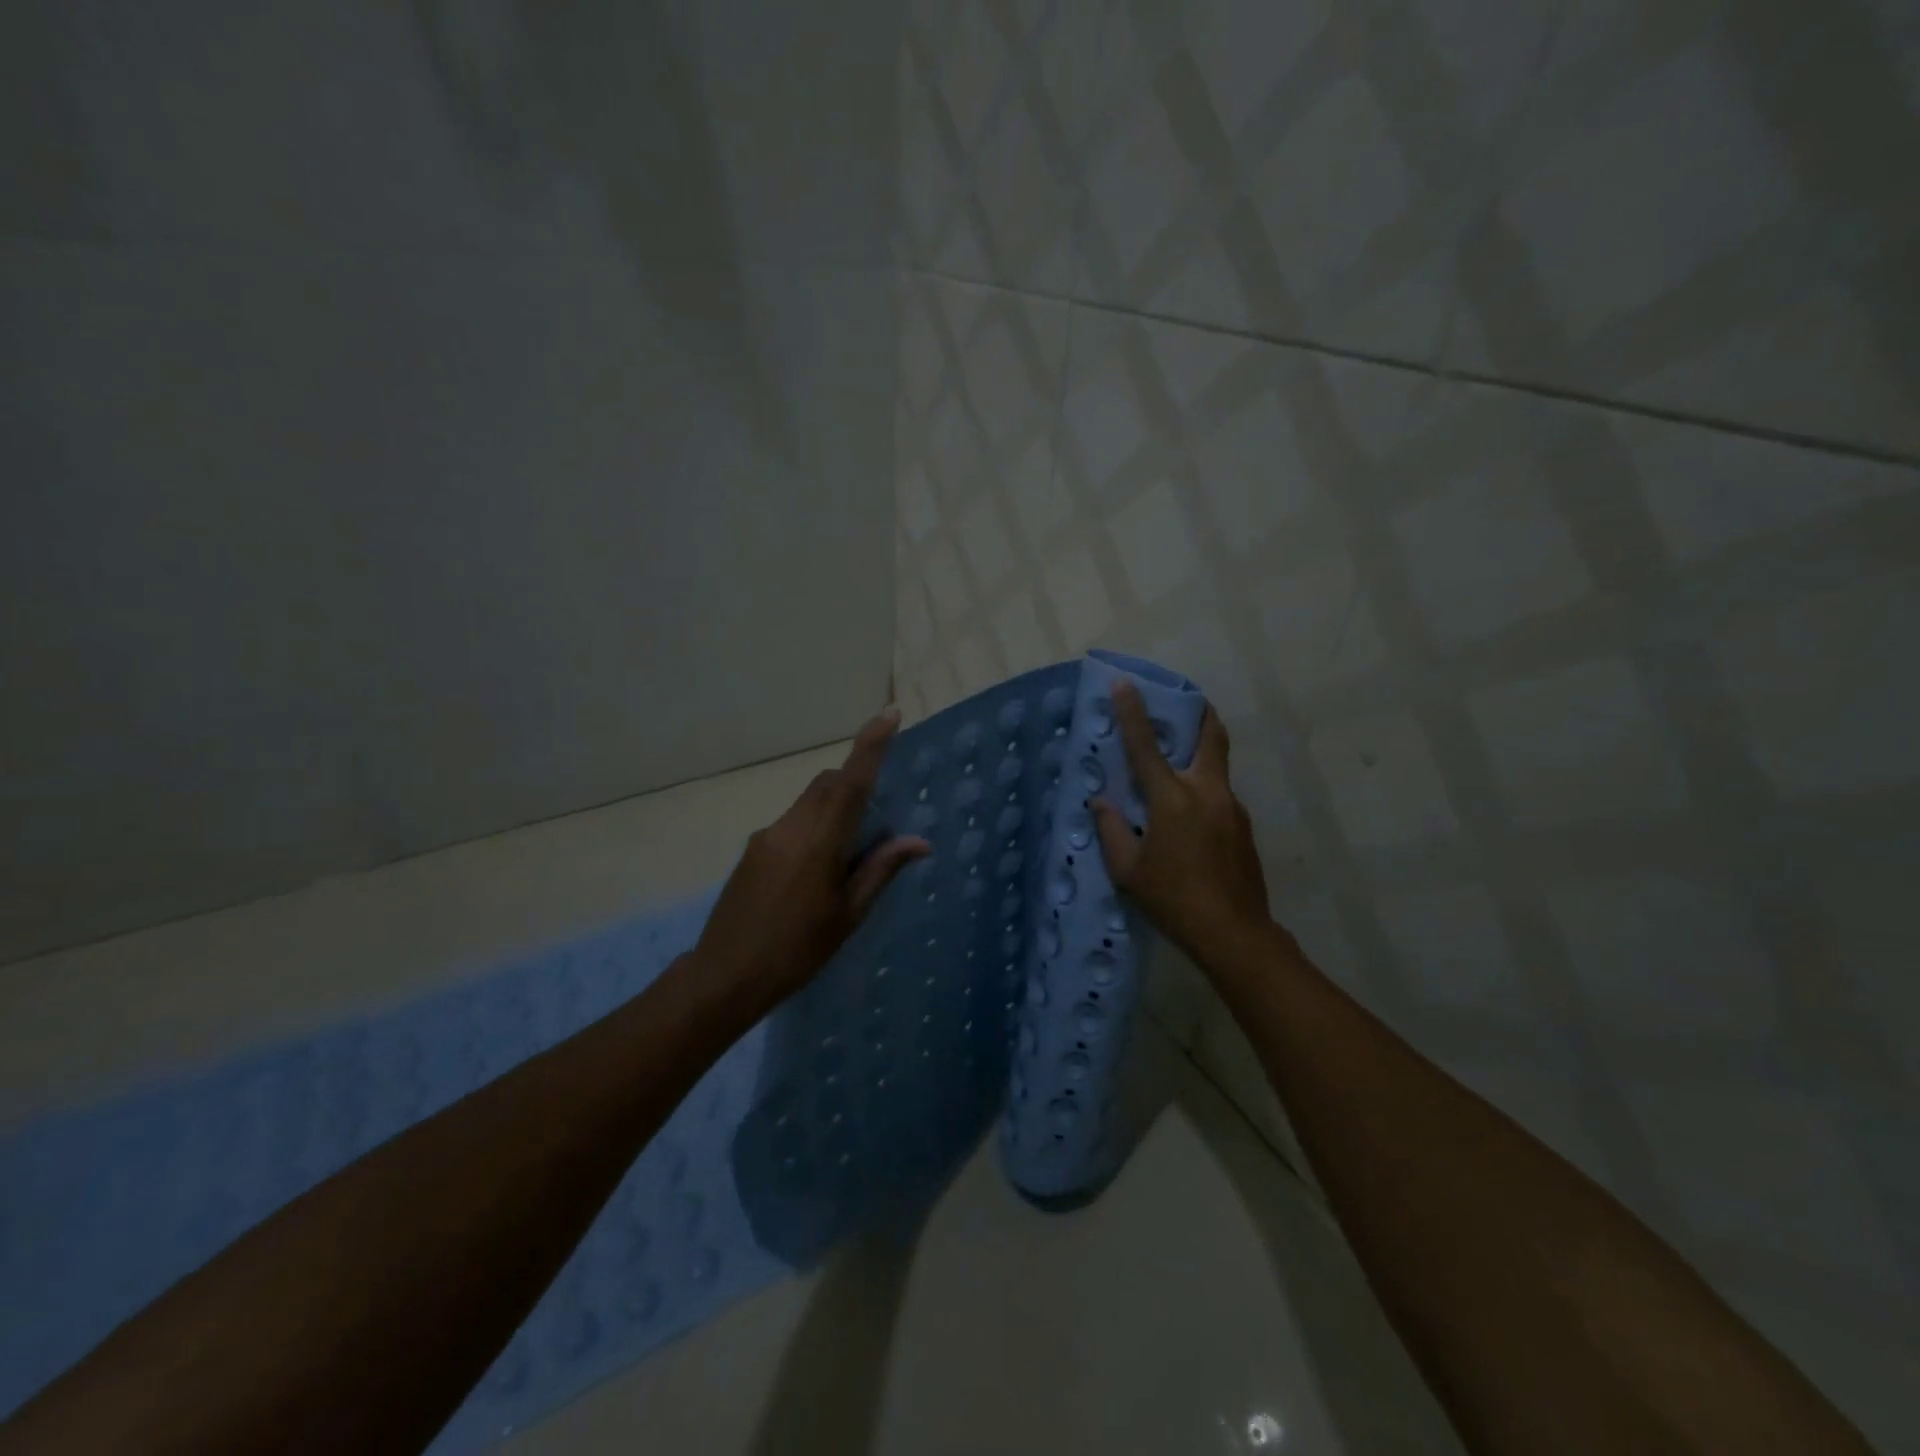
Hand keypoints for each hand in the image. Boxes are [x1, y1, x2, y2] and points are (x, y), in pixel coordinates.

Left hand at [692, 708, 929, 1009]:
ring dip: (834, 807)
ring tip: (846, 855)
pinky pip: (792, 820)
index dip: (871, 744)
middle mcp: (791, 827)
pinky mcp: (753, 848)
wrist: (724, 975)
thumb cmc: (796, 950)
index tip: (890, 714)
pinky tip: (815, 871)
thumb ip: (880, 870)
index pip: (851, 781)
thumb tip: (919, 842)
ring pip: (809, 801)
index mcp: (820, 842)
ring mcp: (767, 835)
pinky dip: (814, 826)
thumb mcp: (848, 915)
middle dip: (855, 782)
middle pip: (828, 783)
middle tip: (877, 819)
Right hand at [1091, 682, 1273, 968]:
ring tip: (1176, 773)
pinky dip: (1203, 791)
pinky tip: (1189, 822)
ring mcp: (1232, 807)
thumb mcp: (1128, 871)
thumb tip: (1100, 801)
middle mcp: (1207, 791)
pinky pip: (1220, 795)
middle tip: (1186, 702)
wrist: (1235, 934)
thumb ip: (1111, 830)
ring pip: (1217, 765)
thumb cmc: (1173, 900)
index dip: (1132, 712)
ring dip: (1199, 755)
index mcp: (1172, 799)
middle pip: (1210, 735)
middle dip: (1199, 712)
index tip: (1124, 683)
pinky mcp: (1244, 826)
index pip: (1145, 746)